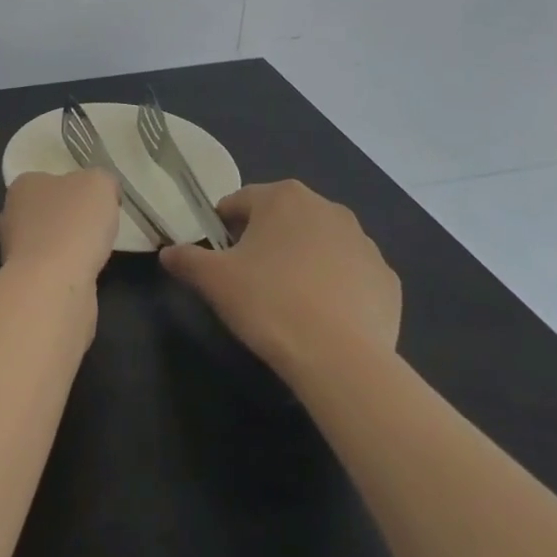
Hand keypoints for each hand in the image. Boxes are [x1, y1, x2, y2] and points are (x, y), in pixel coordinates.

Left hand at [0, 169, 119, 285]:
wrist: (55, 284)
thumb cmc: (74, 223)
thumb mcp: (99, 184)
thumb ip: (101, 181)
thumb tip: (103, 191)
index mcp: (23, 186)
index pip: (46, 180)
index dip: (71, 189)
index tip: (93, 202)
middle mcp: (10, 215)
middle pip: (40, 212)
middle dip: (62, 219)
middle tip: (92, 227)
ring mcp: (12, 252)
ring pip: (42, 242)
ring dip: (62, 247)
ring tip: (92, 252)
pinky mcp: (24, 283)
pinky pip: (48, 269)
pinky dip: (64, 271)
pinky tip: (82, 274)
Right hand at [161, 180, 399, 375]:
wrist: (340, 359)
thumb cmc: (269, 303)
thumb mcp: (213, 280)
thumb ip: (187, 259)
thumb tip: (168, 252)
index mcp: (283, 197)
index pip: (239, 203)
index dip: (223, 229)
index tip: (218, 259)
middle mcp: (327, 208)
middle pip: (282, 219)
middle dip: (264, 242)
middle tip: (250, 280)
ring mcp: (364, 243)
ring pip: (318, 245)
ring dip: (301, 261)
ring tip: (288, 301)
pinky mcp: (387, 279)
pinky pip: (350, 274)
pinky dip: (335, 287)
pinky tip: (322, 317)